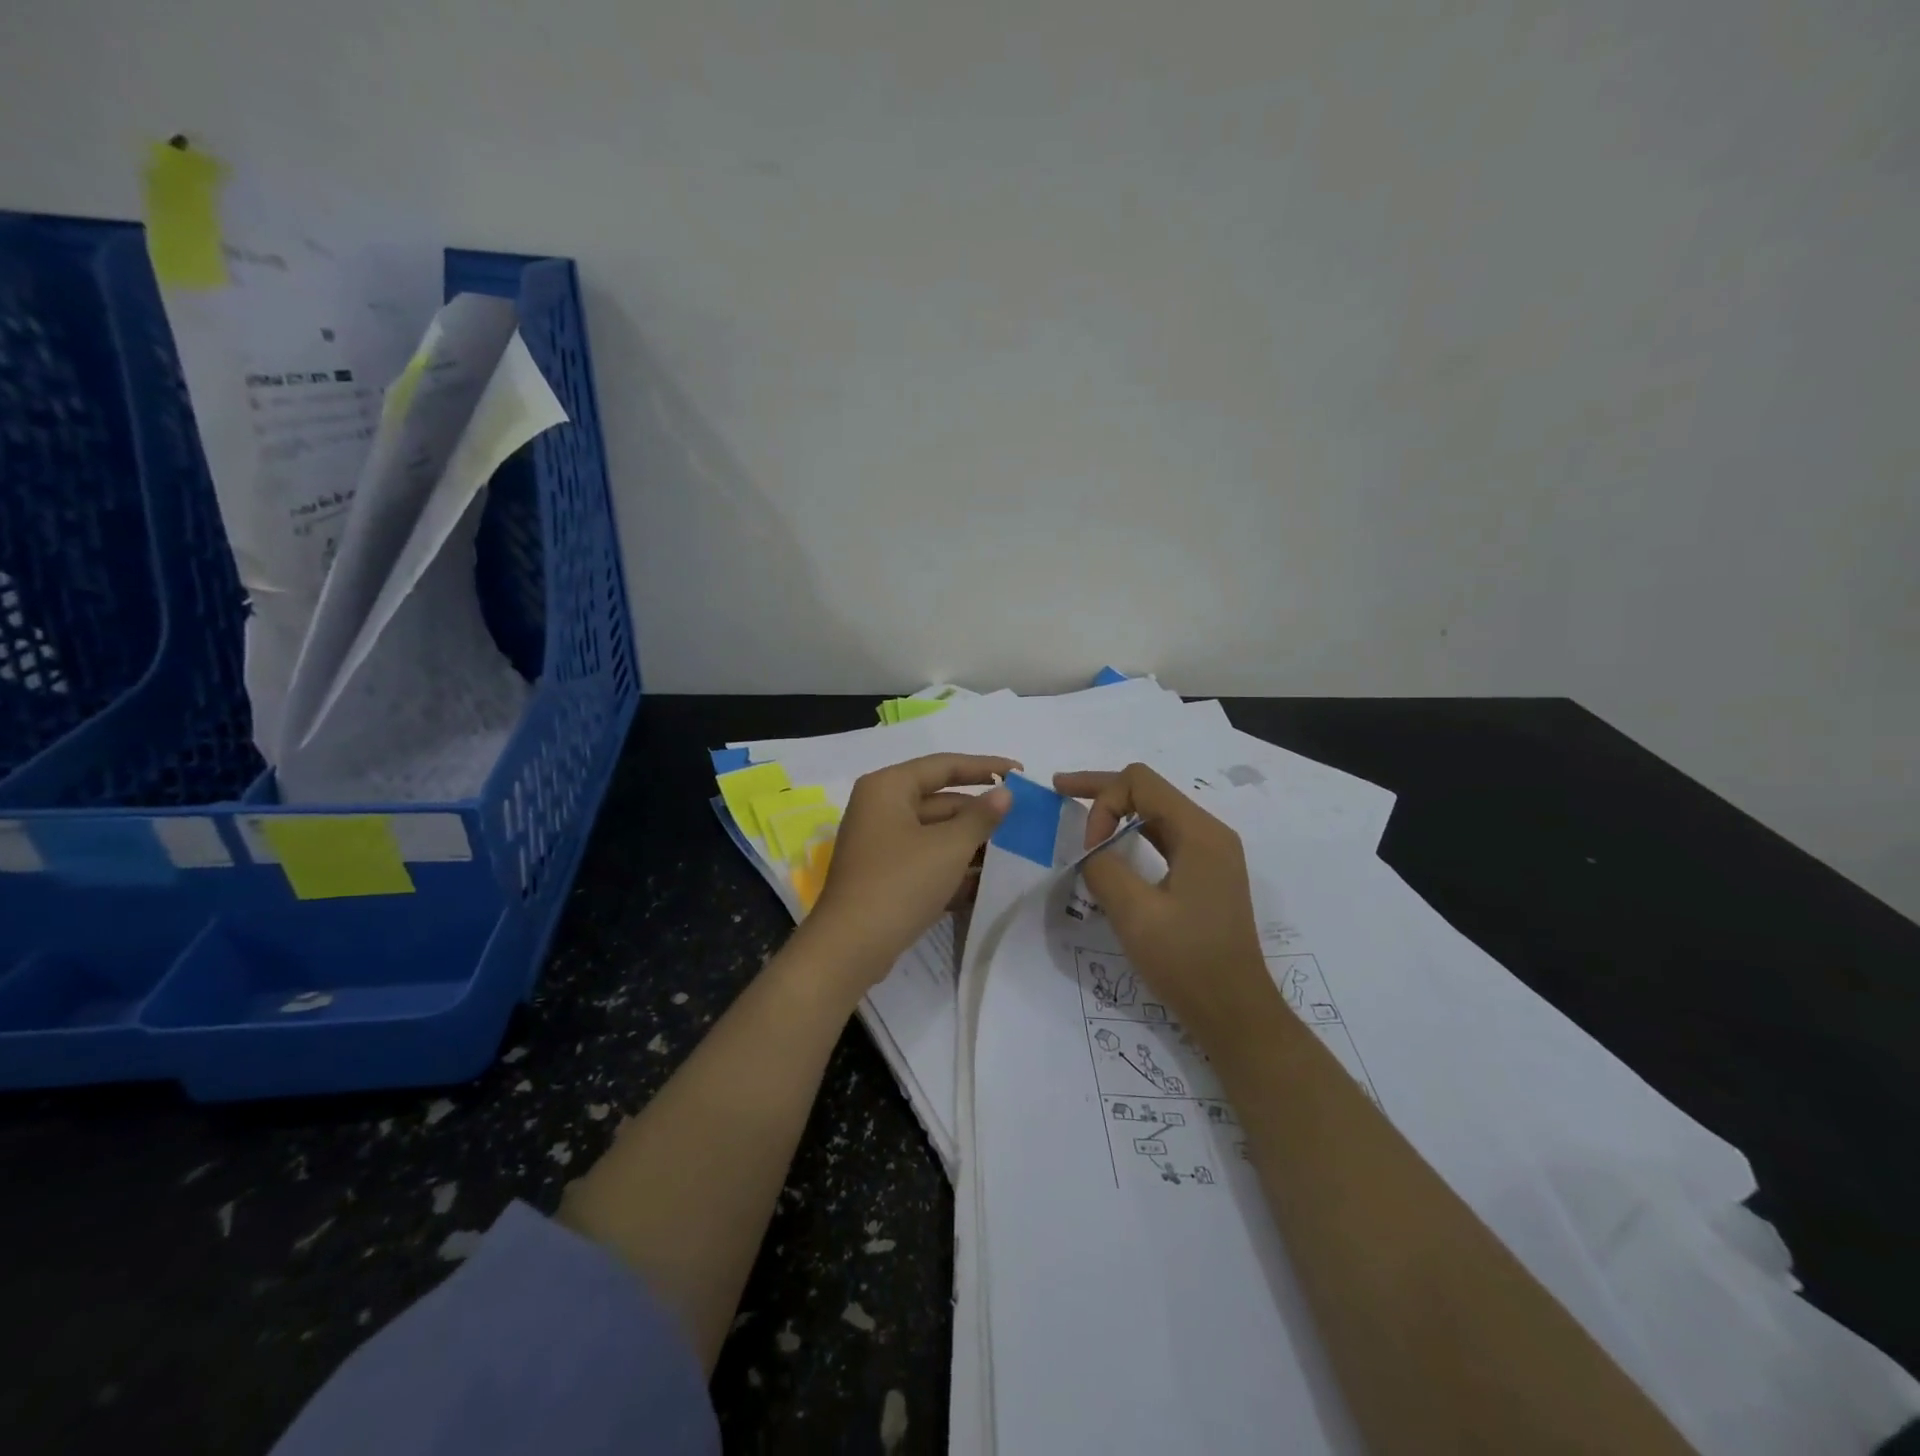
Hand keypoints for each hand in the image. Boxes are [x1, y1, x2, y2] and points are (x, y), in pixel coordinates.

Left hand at [804, 753, 1017, 989]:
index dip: (986, 766)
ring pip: (933, 832)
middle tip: (1021, 821)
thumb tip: (1005, 793)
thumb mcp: (948, 847)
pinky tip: (984, 880)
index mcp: (888, 787)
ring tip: (1012, 851)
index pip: (944, 765)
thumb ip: (981, 817)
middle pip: (939, 800)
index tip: (1021, 772)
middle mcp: (879, 807)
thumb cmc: (900, 883)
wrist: (850, 947)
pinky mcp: (882, 874)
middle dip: (979, 813)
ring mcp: (879, 843)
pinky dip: (951, 865)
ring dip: (969, 842)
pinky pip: (924, 858)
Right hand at [1053, 764, 1275, 1045]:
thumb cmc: (1187, 962)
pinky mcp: (1205, 874)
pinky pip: (1164, 837)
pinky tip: (1111, 846)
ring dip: (1116, 810)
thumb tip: (1091, 852)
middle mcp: (1209, 833)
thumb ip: (1104, 869)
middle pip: (1149, 790)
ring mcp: (1210, 853)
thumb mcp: (1135, 914)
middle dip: (1102, 789)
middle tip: (1058, 789)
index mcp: (1199, 833)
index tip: (1088, 849)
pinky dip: (1132, 833)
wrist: (1234, 1012)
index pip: (1140, 784)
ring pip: (1155, 812)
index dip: (1103, 802)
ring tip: (1078, 814)